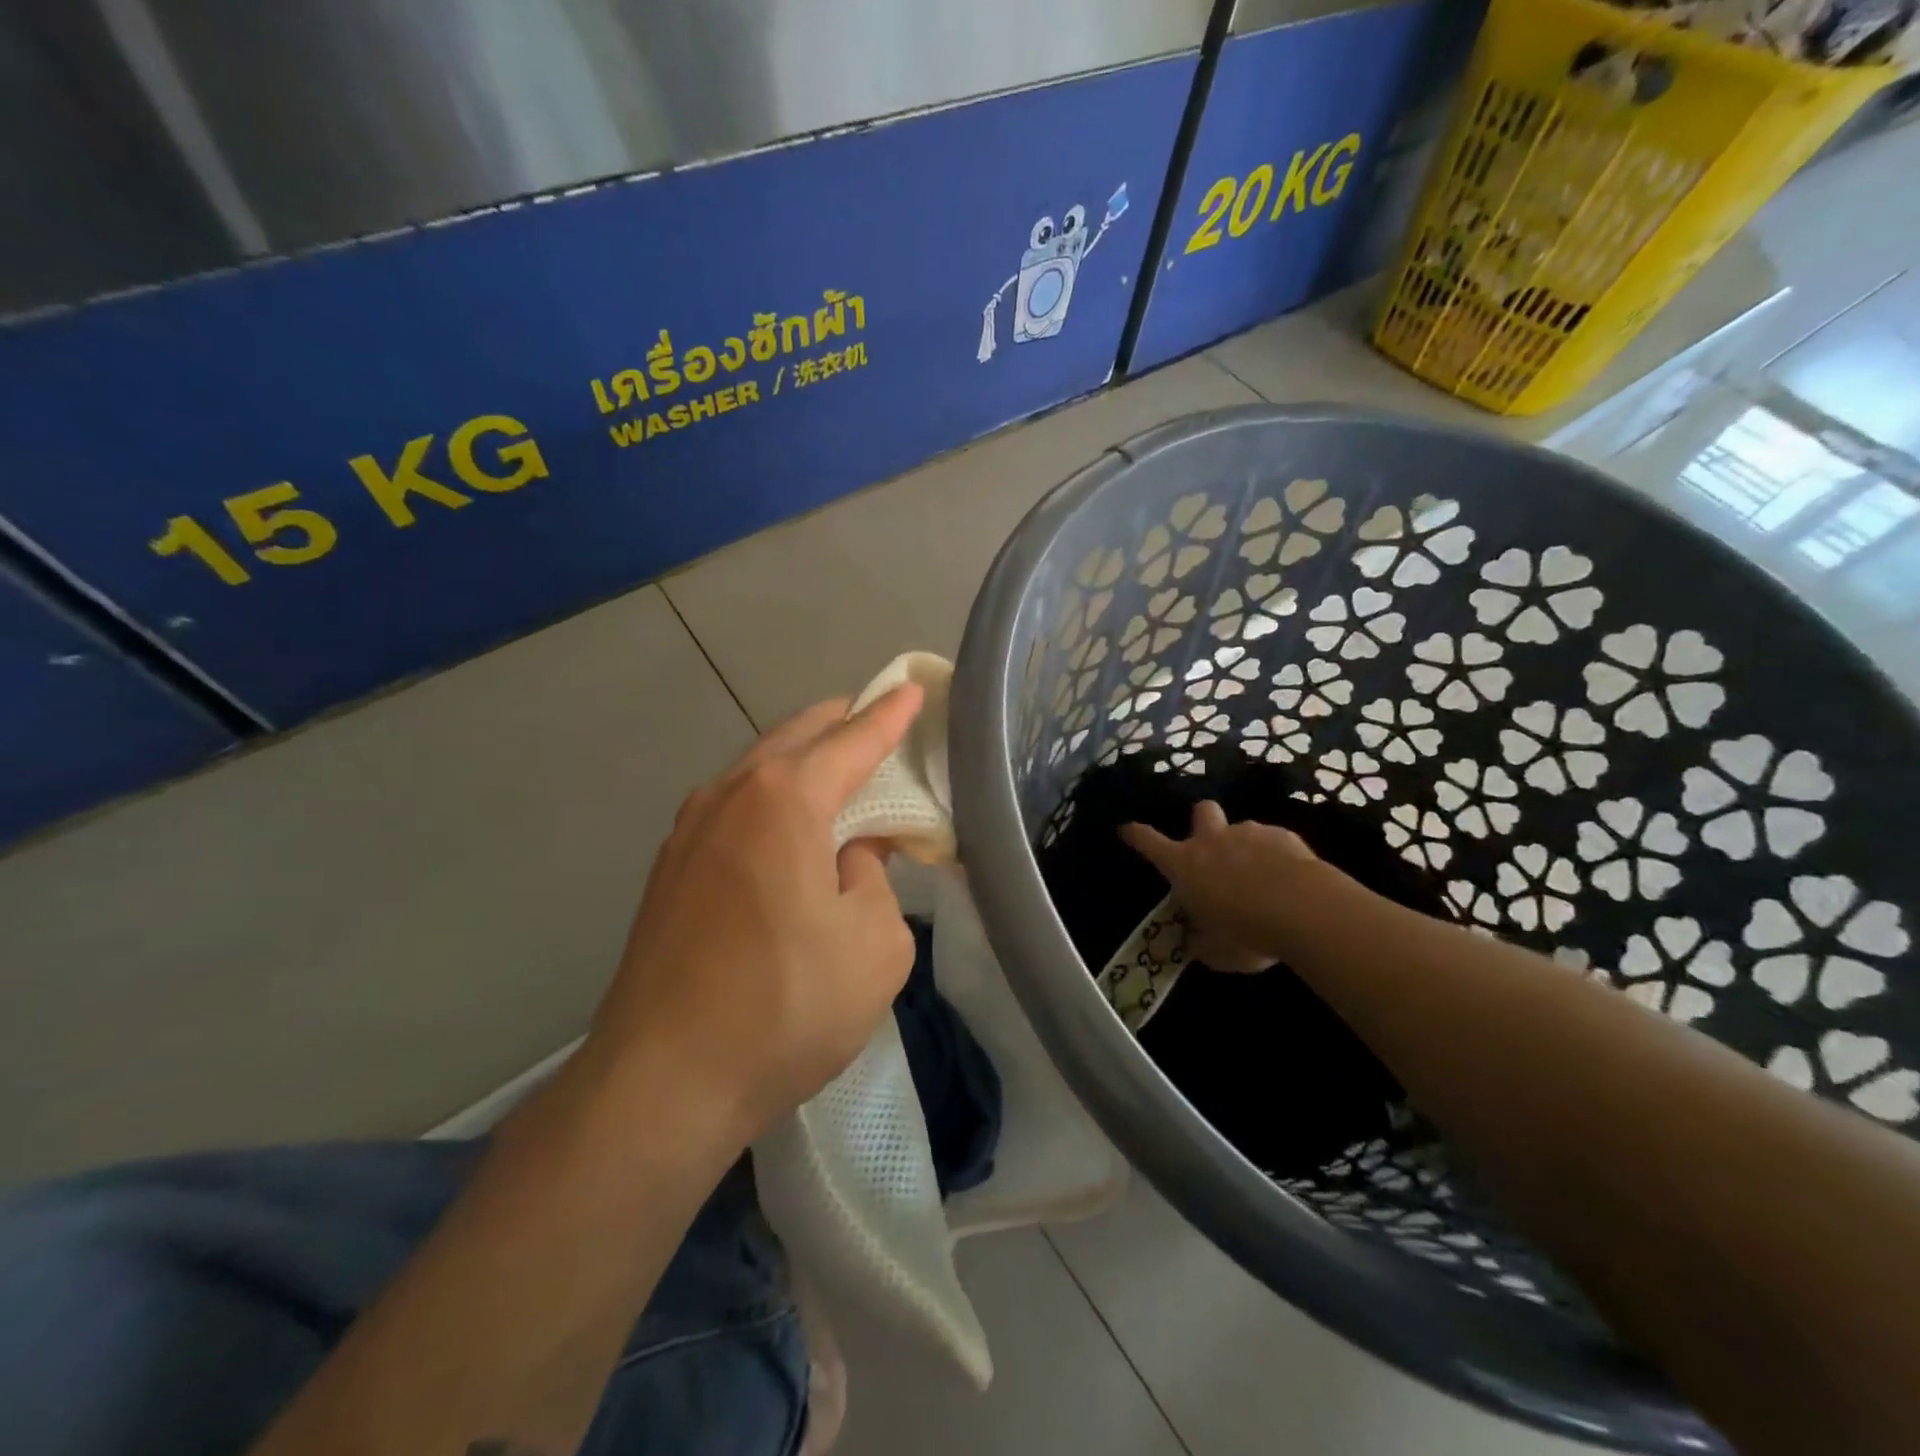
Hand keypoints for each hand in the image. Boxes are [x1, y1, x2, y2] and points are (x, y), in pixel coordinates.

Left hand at [589, 687, 924, 1140]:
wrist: (662, 1082)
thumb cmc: (786, 1006)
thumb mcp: (874, 944)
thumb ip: (874, 879)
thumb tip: (849, 856)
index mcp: (785, 799)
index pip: (852, 740)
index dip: (889, 715)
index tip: (912, 689)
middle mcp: (730, 796)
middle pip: (796, 738)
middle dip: (841, 724)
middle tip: (878, 724)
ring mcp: (688, 831)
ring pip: (758, 770)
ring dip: (802, 762)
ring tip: (838, 774)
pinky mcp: (669, 870)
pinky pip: (734, 808)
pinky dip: (771, 799)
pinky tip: (787, 830)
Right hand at [1121, 802, 1325, 972]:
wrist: (1304, 910)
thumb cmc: (1246, 932)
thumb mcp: (1215, 952)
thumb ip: (1200, 942)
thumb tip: (1194, 940)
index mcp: (1184, 865)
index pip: (1148, 841)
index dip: (1135, 834)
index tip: (1126, 829)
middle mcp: (1212, 841)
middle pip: (1200, 811)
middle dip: (1203, 822)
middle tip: (1212, 847)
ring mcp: (1249, 833)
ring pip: (1241, 829)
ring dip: (1245, 847)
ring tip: (1262, 878)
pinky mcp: (1284, 836)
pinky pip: (1274, 841)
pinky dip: (1277, 856)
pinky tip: (1290, 881)